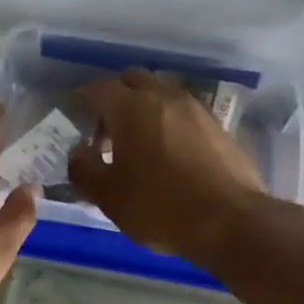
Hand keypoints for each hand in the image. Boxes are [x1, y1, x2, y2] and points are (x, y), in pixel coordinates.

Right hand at [68, 69, 270, 260]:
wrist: (232, 222)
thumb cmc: (160, 207)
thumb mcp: (108, 196)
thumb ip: (84, 169)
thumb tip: (78, 153)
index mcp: (131, 107)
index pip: (97, 89)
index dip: (81, 101)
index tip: (72, 116)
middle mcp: (163, 97)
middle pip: (132, 81)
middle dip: (115, 98)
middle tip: (105, 131)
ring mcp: (195, 109)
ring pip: (161, 94)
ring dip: (144, 109)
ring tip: (137, 144)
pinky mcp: (218, 126)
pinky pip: (183, 113)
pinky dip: (168, 123)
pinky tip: (168, 154)